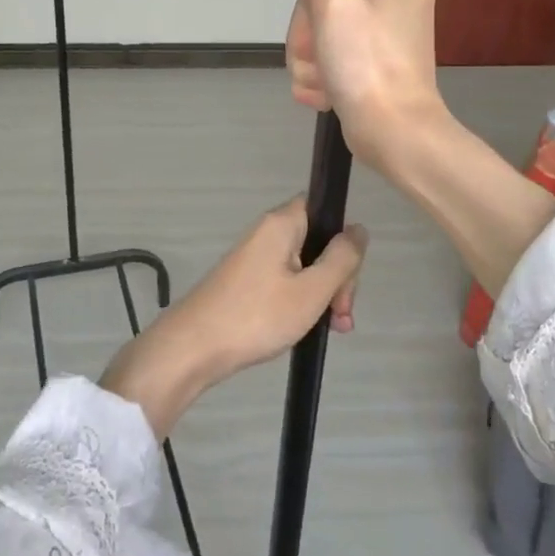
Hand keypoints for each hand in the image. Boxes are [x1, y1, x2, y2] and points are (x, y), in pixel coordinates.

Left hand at [100, 197, 366, 436]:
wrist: (196, 346)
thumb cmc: (258, 315)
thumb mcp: (311, 290)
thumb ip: (341, 259)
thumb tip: (358, 229)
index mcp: (281, 224)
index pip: (324, 209)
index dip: (343, 238)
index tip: (348, 275)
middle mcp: (267, 233)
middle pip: (317, 241)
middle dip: (336, 276)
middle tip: (342, 315)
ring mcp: (255, 258)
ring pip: (304, 266)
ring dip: (323, 295)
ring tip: (333, 330)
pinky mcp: (247, 281)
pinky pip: (286, 282)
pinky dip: (302, 302)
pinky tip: (311, 329)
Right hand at [284, 0, 444, 172]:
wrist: (392, 135)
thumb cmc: (368, 64)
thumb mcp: (333, 2)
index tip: (322, 20)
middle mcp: (396, 0)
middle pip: (323, 1)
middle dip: (310, 36)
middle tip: (323, 58)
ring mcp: (383, 35)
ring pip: (319, 33)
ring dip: (310, 60)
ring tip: (326, 82)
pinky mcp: (370, 64)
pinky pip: (329, 58)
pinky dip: (321, 77)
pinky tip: (328, 93)